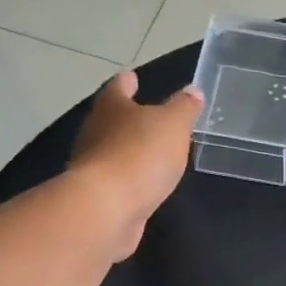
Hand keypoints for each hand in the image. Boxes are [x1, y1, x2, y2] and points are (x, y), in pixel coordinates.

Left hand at [68, 71, 202, 259]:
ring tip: (150, 154)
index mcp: (112, 106)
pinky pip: (116, 181)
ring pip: (111, 150)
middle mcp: (95, 132)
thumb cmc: (140, 155)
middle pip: (111, 118)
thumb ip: (184, 108)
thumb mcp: (172, 125)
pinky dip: (128, 179)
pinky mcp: (97, 195)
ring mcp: (93, 165)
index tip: (133, 78)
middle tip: (147, 118)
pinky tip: (142, 185)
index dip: (128, 82)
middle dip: (127, 117)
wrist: (107, 208)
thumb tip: (193, 90)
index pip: (119, 86)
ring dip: (128, 150)